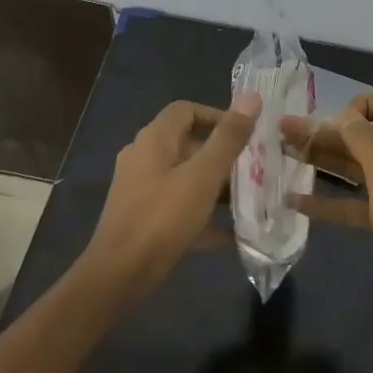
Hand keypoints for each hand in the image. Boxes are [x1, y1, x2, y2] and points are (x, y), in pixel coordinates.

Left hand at [85, 94, 261, 299]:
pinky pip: (178, 206)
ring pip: (185, 177)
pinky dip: (202, 214)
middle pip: (188, 144)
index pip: (186, 110)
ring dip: (215, 186)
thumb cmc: (163, 218)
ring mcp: (140, 189)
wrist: (119, 275)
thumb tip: (253, 97)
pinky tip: (230, 235)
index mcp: (154, 140)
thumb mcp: (203, 176)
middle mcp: (143, 158)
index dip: (217, 116)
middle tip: (254, 170)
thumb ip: (229, 138)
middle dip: (222, 155)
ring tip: (248, 200)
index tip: (246, 135)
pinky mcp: (142, 217)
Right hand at [281, 93, 372, 333]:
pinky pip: (352, 204)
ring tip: (283, 156)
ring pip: (353, 169)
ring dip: (321, 161)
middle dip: (325, 133)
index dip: (361, 106)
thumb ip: (365, 142)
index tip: (334, 121)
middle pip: (361, 138)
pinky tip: (295, 201)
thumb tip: (345, 114)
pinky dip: (327, 202)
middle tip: (283, 131)